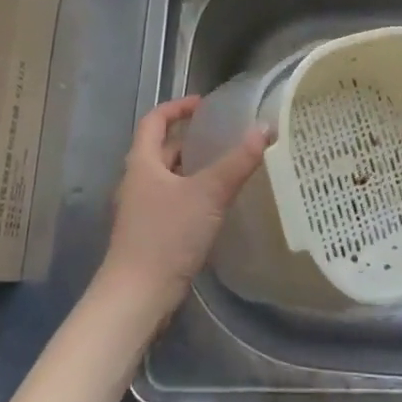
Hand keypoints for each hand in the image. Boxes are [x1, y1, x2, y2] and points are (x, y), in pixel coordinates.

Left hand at [97, 96, 268, 319]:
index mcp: (142, 163)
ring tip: (225, 166)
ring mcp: (141, 210)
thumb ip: (238, 162)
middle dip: (190, 139)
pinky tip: (215, 205)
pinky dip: (192, 193)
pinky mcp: (149, 234)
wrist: (137, 296)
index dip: (177, 107)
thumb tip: (265, 128)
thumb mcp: (208, 194)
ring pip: (167, 177)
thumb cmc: (167, 236)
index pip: (154, 121)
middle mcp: (137, 182)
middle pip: (161, 149)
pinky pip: (172, 201)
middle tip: (223, 135)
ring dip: (192, 168)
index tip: (204, 104)